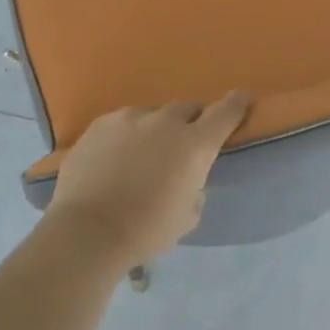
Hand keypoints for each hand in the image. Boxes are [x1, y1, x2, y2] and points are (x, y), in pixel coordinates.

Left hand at [46, 92, 251, 267]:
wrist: (88, 231)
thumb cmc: (147, 229)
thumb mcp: (188, 215)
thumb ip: (195, 186)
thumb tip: (187, 178)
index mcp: (195, 144)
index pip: (225, 112)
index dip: (236, 104)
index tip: (242, 98)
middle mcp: (165, 122)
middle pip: (188, 109)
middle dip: (191, 122)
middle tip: (183, 145)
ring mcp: (129, 118)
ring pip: (152, 115)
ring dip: (156, 129)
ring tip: (144, 154)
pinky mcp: (99, 124)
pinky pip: (123, 122)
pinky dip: (128, 135)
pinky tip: (117, 157)